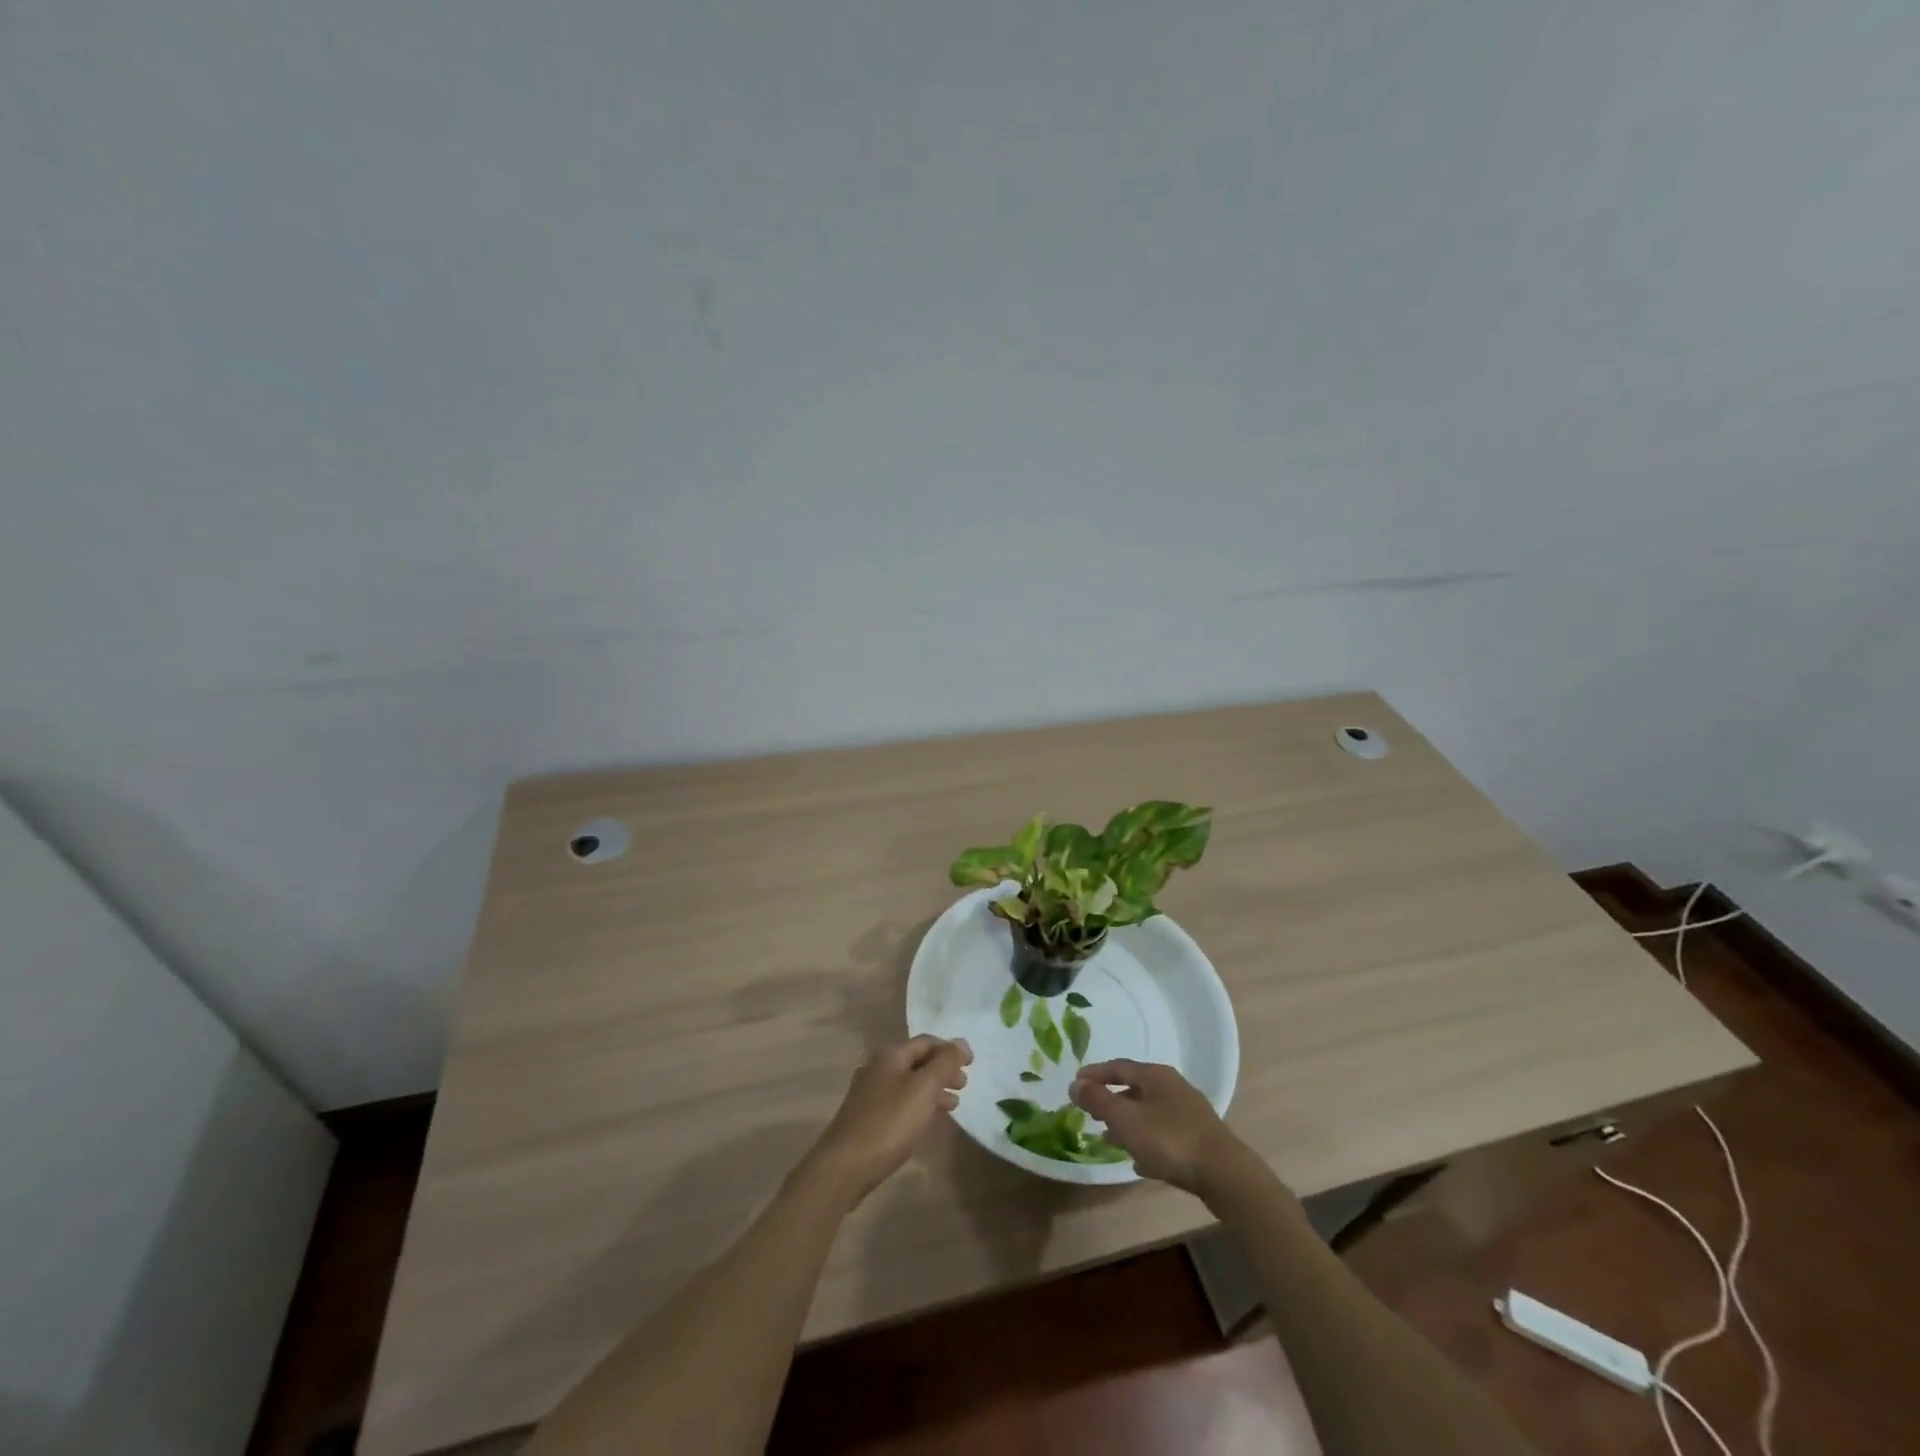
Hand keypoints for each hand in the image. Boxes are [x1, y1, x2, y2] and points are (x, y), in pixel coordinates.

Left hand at [801, 1035, 971, 1203]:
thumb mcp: (923, 1089)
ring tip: (954, 1105)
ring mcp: (870, 1094)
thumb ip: (944, 1064)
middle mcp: (878, 1068)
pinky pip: (900, 1103)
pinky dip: (919, 1106)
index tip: (972, 1063)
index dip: (951, 1049)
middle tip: (964, 1085)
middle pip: (917, 1062)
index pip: (926, 1042)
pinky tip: (928, 1121)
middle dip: (943, 1070)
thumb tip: (961, 1043)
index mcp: (890, 1055)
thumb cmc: (889, 1122)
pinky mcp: (867, 1118)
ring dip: (933, 1090)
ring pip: (909, 1084)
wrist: (845, 1166)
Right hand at [1069, 1059, 1255, 1197]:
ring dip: (1128, 1124)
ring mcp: (1189, 1113)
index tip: (1076, 1083)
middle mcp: (1173, 1087)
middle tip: (1091, 1112)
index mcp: (1155, 1075)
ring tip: (1108, 1140)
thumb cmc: (1169, 1139)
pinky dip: (1147, 1142)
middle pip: (1135, 1089)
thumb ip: (1098, 1100)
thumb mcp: (1125, 1119)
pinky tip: (1139, 1163)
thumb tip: (1075, 1083)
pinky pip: (1164, 1135)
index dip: (1095, 1073)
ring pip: (1149, 1113)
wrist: (1224, 1174)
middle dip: (1111, 1100)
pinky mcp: (1199, 1139)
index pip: (1119, 1066)